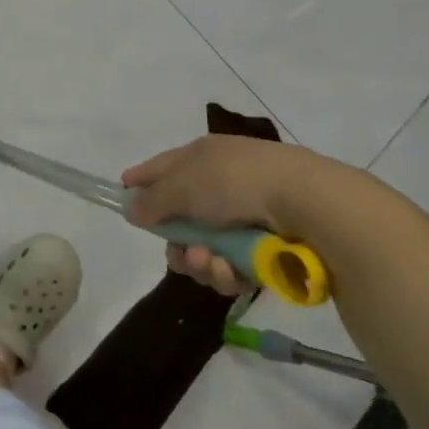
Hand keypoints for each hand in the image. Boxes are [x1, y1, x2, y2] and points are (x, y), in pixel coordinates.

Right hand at [122, 134, 363, 295]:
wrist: (305, 203)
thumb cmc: (235, 182)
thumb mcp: (184, 185)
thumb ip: (153, 200)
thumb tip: (132, 209)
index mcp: (202, 156)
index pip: (163, 166)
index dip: (143, 178)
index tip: (124, 192)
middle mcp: (221, 184)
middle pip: (182, 217)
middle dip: (175, 241)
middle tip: (178, 252)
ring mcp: (245, 216)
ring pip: (204, 248)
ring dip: (200, 260)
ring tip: (209, 262)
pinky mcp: (265, 248)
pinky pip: (231, 265)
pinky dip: (226, 271)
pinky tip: (231, 271)